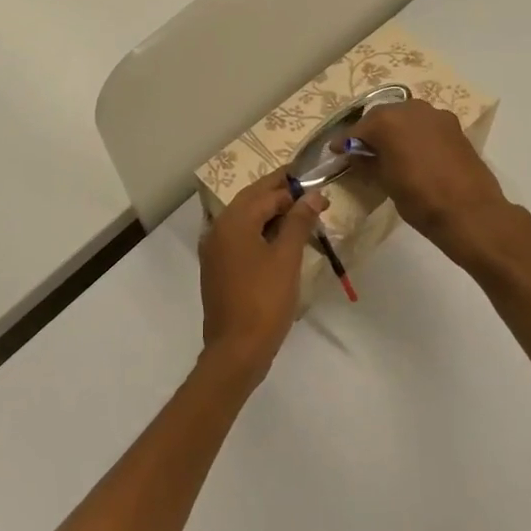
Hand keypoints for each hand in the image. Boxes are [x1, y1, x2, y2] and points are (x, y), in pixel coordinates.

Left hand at [198, 171, 326, 388]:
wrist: (237, 349)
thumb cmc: (265, 300)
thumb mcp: (286, 258)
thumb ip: (299, 222)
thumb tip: (313, 195)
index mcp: (233, 222)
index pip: (265, 193)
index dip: (292, 186)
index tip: (316, 182)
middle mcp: (218, 229)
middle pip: (251, 201)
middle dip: (279, 194)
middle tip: (309, 191)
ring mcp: (214, 250)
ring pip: (245, 220)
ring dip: (270, 213)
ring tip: (300, 213)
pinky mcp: (217, 268)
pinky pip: (240, 238)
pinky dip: (260, 232)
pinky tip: (280, 239)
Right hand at [349, 100, 510, 260]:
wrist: (470, 212)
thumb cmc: (420, 199)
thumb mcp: (384, 182)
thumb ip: (367, 163)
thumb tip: (355, 155)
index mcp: (387, 121)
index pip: (357, 129)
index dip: (344, 142)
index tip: (335, 151)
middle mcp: (411, 109)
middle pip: (382, 117)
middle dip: (370, 132)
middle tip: (361, 151)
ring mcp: (436, 115)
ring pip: (406, 117)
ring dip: (394, 131)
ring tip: (387, 151)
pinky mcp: (454, 126)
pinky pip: (425, 125)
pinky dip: (414, 134)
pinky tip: (412, 153)